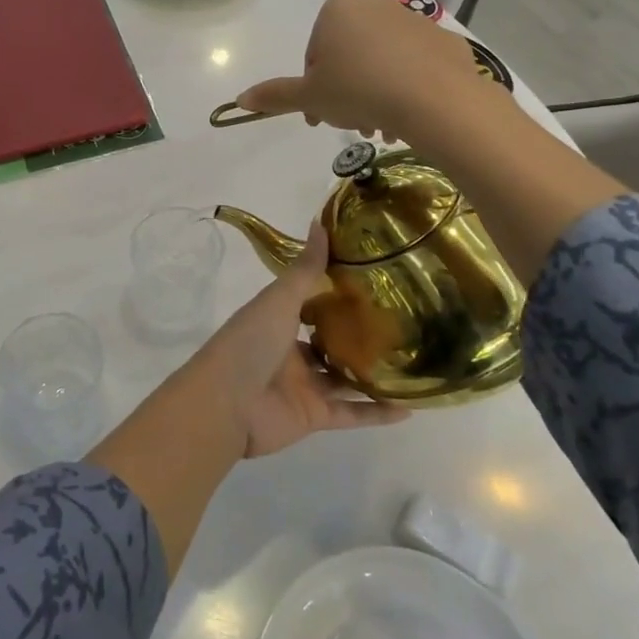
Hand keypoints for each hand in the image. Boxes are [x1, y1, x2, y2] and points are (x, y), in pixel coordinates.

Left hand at [191, 221, 408, 457]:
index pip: (310, 303)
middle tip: (401, 323)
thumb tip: (320, 222)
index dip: (336, 294)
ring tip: (412, 362)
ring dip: (372, 373)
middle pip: (329, 342)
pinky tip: (408, 407)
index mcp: (277, 320)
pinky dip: (376, 413)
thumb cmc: (249, 343)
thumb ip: (304, 270)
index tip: (373, 282)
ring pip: (343, 378)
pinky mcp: (314, 416)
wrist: (226, 404)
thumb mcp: (278, 300)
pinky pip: (351, 414)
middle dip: (358, 334)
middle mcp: (290, 351)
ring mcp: (303, 385)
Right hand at [236, 0, 489, 144]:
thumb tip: (240, 99)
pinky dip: (407, 87)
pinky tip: (408, 115)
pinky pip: (416, 65)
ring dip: (375, 95)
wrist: (435, 99)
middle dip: (347, 92)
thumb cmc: (359, 90)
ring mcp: (414, 20)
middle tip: (352, 125)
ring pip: (382, 62)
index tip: (322, 115)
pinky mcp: (444, 40)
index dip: (314, 88)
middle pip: (349, 56)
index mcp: (338, 9)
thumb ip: (275, 95)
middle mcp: (375, 4)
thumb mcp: (309, 97)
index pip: (314, 53)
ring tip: (382, 128)